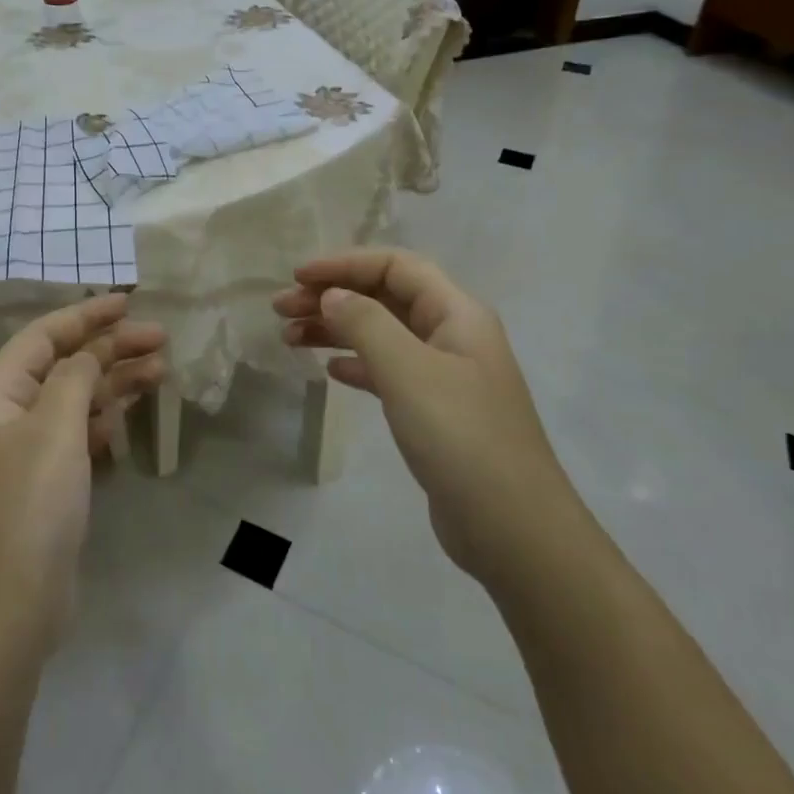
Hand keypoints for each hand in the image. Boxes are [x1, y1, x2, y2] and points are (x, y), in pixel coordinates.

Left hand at [0, 294, 166, 657]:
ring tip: (162, 368)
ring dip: (115, 380)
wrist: (10, 607)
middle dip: (109, 347)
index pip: (42, 337)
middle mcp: (11, 416)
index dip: (84, 315)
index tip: (128, 302)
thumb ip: (76, 378)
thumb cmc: (30, 505)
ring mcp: (31, 451)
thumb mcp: (55, 429)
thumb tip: (89, 352)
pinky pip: (81, 432)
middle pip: (64, 365)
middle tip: (160, 338)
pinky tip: (133, 408)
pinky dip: (108, 415)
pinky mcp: (50, 483)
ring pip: (77, 398)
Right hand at [274, 250, 568, 583]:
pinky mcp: (435, 412)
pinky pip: (388, 371)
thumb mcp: (408, 371)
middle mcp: (453, 335)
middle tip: (281, 309)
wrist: (513, 530)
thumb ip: (365, 324)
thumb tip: (332, 295)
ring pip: (382, 334)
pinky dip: (356, 365)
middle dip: (332, 296)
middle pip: (385, 297)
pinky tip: (329, 371)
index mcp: (457, 313)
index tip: (298, 277)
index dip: (345, 264)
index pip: (395, 266)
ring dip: (336, 330)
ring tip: (289, 338)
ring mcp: (445, 375)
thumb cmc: (460, 437)